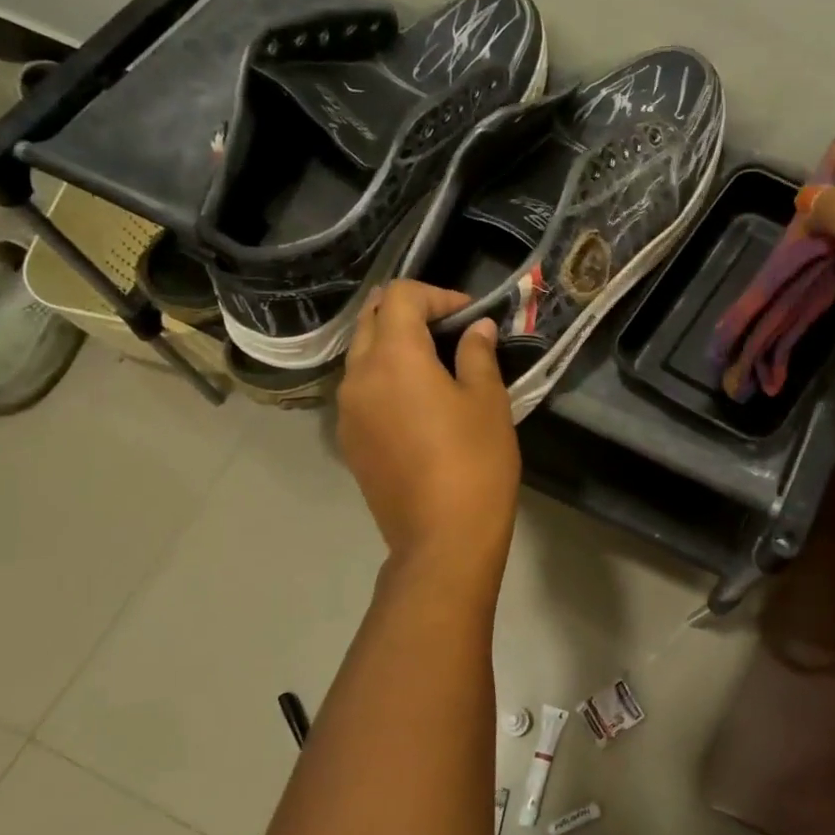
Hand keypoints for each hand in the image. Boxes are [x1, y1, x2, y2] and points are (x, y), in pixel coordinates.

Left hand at [337, 281, 519, 570]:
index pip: (400, 296)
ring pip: (361, 354)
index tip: (468, 314)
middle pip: (371, 319)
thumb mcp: (488, 402)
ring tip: (435, 364)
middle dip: (409, 313)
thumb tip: (476, 328)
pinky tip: (417, 402)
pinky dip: (384, 377)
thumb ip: (477, 354)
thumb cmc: (474, 463)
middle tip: (449, 329)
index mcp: (393, 357)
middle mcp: (358, 376)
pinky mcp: (348, 440)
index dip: (436, 295)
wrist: (441, 539)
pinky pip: (360, 389)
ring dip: (393, 344)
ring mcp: (347, 411)